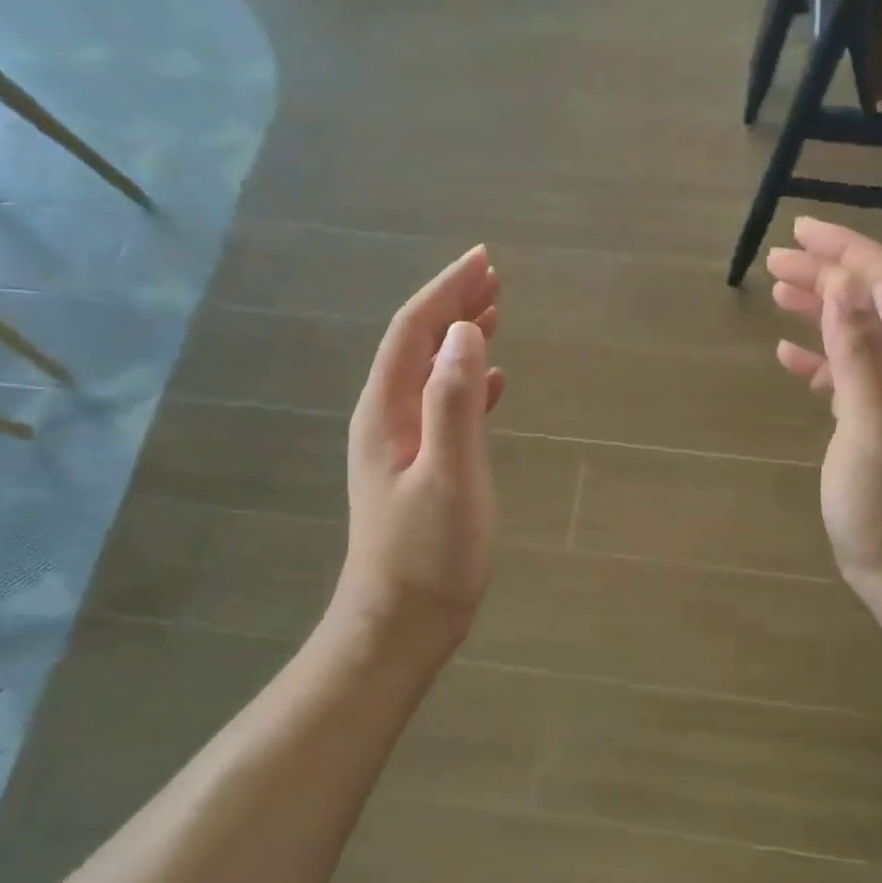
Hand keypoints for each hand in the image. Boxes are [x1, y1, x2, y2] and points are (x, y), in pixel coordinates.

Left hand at [336, 245, 504, 653]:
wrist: (401, 621)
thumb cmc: (427, 552)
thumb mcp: (448, 475)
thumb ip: (453, 402)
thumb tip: (465, 332)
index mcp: (386, 412)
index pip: (414, 331)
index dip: (447, 291)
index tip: (483, 261)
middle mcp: (387, 419)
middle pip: (418, 345)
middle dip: (453, 305)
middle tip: (493, 276)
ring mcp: (402, 445)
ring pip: (432, 373)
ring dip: (460, 339)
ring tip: (495, 313)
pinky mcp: (421, 468)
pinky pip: (444, 407)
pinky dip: (468, 384)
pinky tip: (493, 382)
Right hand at [768, 218, 881, 605]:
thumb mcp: (870, 427)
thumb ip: (858, 354)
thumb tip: (842, 283)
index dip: (846, 250)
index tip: (798, 231)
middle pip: (874, 300)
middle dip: (829, 271)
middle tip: (777, 257)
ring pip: (858, 333)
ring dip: (822, 306)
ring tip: (777, 290)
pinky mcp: (875, 425)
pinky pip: (847, 372)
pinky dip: (819, 354)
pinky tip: (787, 353)